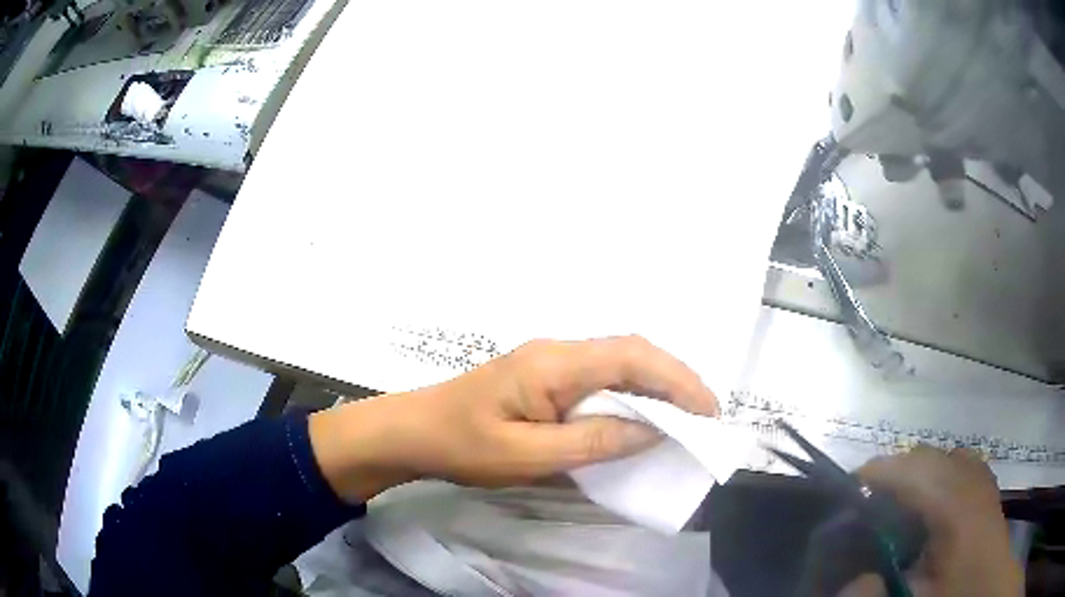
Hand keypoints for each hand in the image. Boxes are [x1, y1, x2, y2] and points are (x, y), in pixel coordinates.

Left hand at [309, 336, 717, 502]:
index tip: (708, 412)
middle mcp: (557, 351)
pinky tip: (639, 416)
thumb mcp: (527, 455)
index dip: (677, 380)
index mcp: (554, 364)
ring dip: (655, 386)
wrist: (413, 431)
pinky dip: (629, 393)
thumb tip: (651, 431)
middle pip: (630, 353)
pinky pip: (600, 377)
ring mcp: (550, 361)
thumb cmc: (463, 446)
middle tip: (704, 416)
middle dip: (674, 380)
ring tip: (684, 416)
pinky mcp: (544, 377)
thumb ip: (591, 442)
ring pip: (618, 362)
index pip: (631, 358)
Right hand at [840, 446, 1021, 596]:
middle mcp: (970, 480)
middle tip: (867, 502)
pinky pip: (959, 464)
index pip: (911, 471)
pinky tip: (931, 502)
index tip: (847, 487)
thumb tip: (848, 578)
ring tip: (897, 502)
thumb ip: (879, 590)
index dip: (877, 472)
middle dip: (893, 471)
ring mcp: (982, 478)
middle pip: (926, 457)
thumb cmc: (954, 594)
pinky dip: (939, 474)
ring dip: (916, 472)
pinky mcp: (987, 485)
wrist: (988, 587)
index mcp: (953, 505)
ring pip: (943, 457)